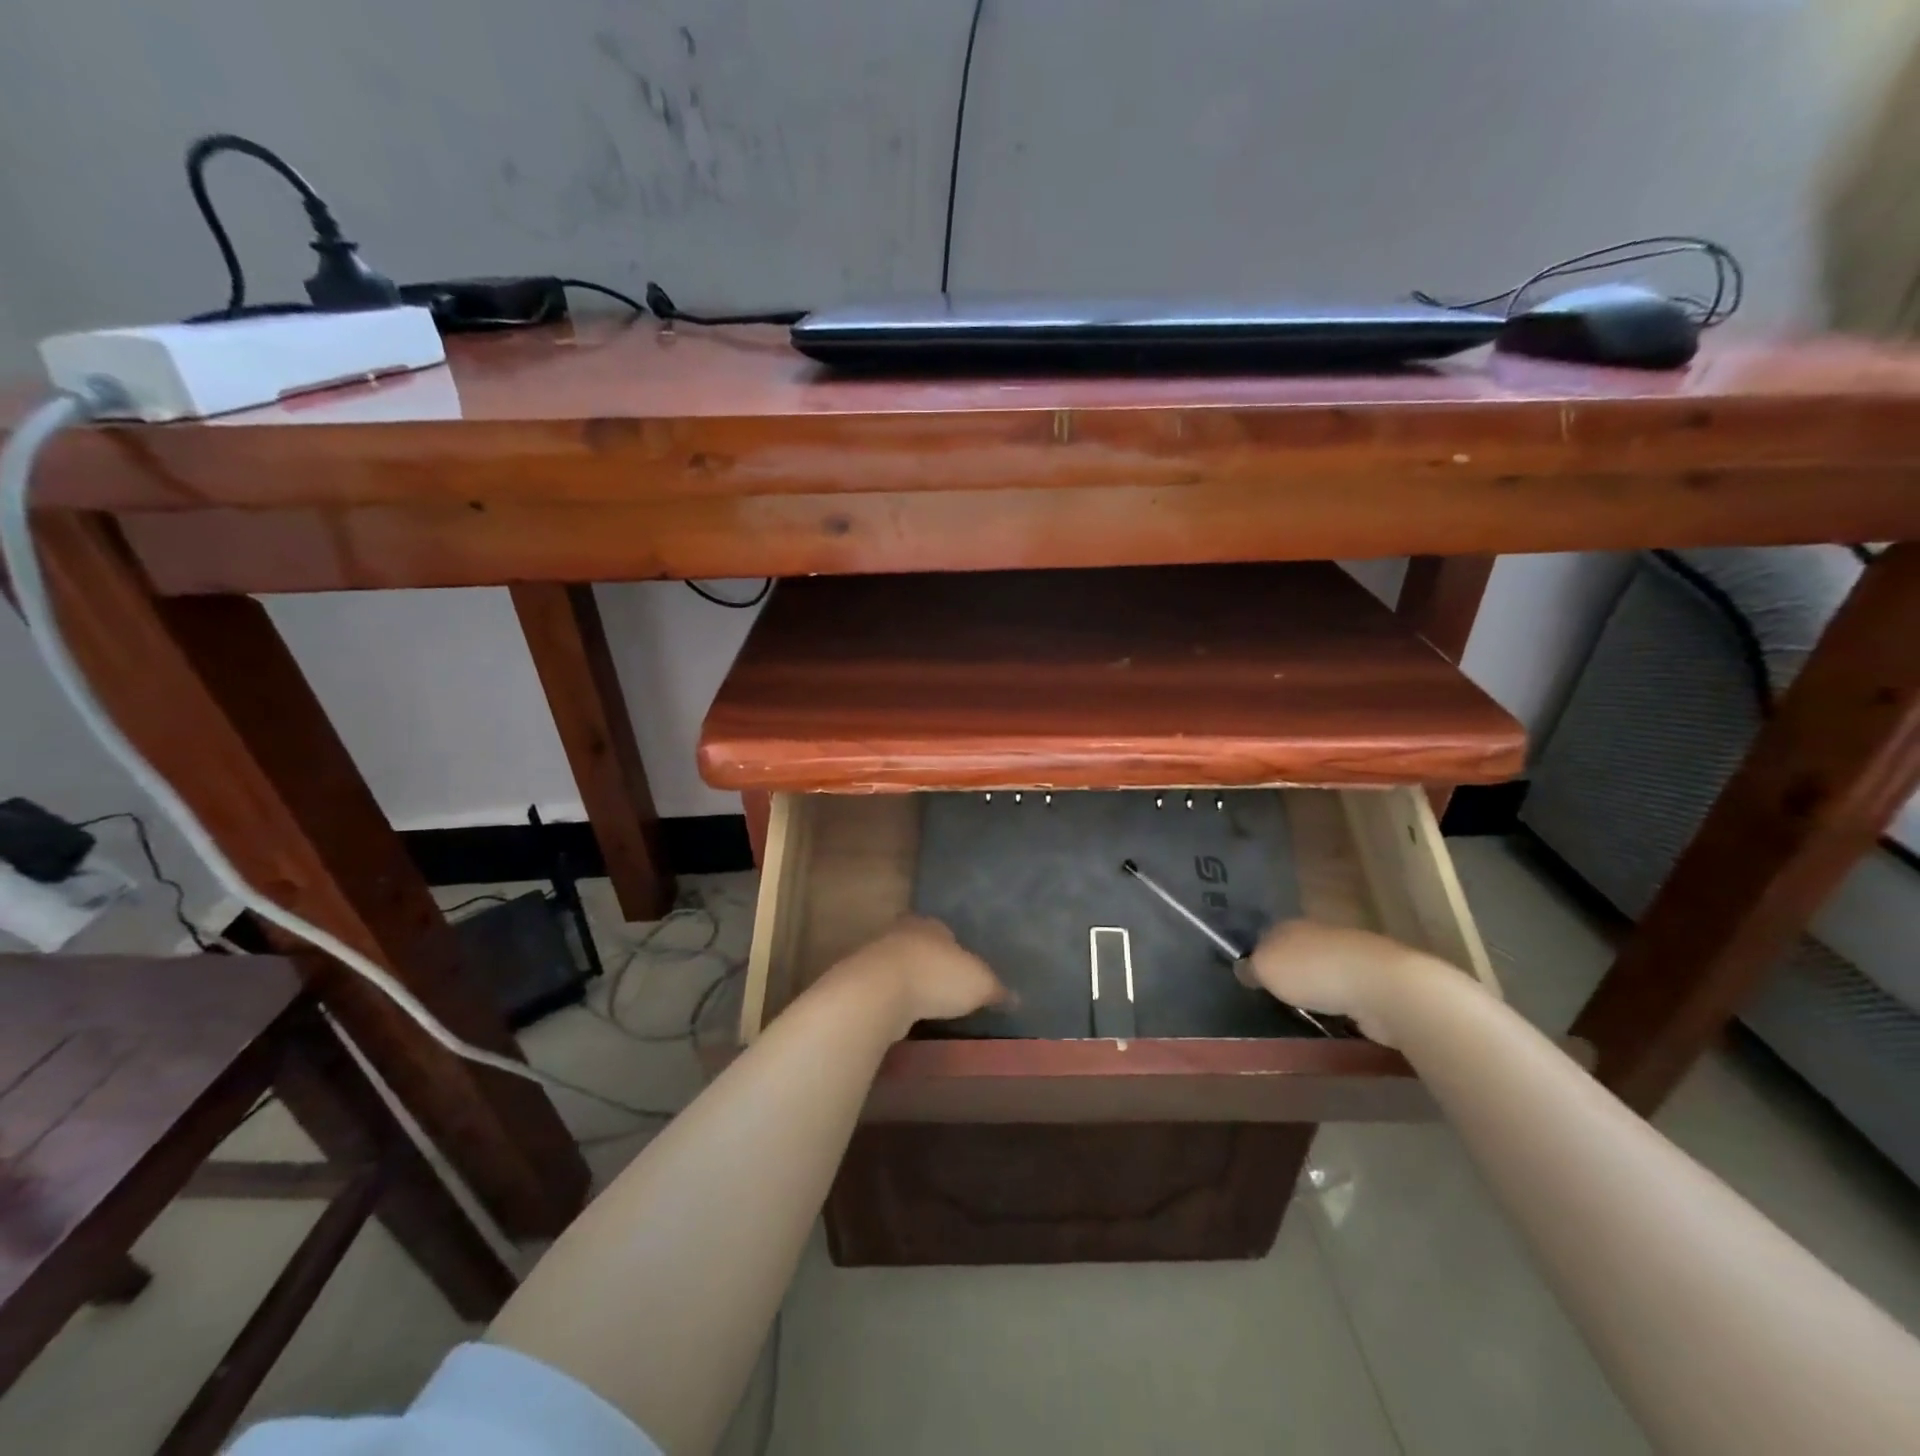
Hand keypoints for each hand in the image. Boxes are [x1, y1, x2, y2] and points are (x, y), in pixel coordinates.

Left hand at [828, 916, 1008, 1031]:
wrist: (878, 991)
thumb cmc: (936, 976)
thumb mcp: (979, 983)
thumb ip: (996, 989)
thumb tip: (1016, 998)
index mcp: (931, 925)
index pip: (944, 930)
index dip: (954, 948)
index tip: (962, 967)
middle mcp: (902, 933)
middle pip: (919, 945)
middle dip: (929, 962)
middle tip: (944, 985)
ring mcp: (876, 956)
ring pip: (898, 966)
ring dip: (909, 982)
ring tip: (925, 1004)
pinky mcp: (860, 982)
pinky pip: (883, 989)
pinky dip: (892, 1000)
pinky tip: (902, 1016)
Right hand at [1239, 920, 1438, 1046]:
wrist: (1384, 987)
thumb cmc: (1314, 972)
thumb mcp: (1266, 969)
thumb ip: (1251, 968)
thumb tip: (1244, 968)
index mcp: (1292, 925)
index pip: (1268, 935)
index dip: (1259, 954)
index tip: (1253, 976)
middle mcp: (1322, 934)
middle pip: (1299, 951)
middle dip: (1291, 970)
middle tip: (1277, 996)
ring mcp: (1353, 957)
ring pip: (1326, 971)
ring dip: (1319, 987)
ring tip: (1307, 1011)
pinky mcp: (1377, 983)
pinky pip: (1350, 992)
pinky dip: (1343, 1003)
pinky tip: (1337, 1019)